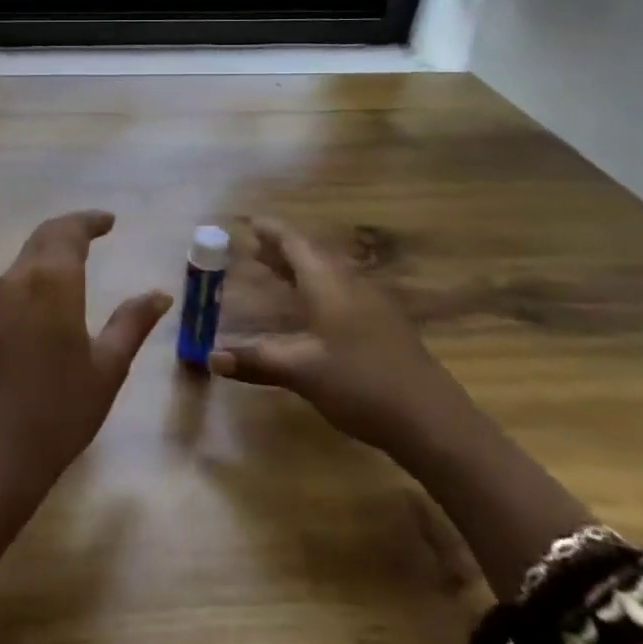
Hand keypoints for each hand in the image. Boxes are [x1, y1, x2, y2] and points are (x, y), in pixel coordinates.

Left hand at [0, 211, 171, 488]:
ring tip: (79, 252)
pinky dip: (38, 265)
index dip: (89, 221)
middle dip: (70, 227)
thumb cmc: (63, 407)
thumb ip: (133, 322)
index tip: (110, 221)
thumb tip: (160, 294)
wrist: (1, 449)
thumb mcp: (109, 365)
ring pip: (27, 254)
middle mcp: (20, 279)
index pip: (69, 233)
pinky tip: (53, 285)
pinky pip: (16, 275)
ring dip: (52, 244)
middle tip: (97, 229)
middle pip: (44, 236)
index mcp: (52, 282)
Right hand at [209, 217, 462, 453]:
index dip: (270, 231)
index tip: (248, 222)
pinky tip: (311, 310)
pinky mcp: (384, 326)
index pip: (294, 243)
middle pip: (312, 255)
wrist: (432, 421)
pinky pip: (341, 291)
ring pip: (329, 274)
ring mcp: (372, 304)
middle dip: (282, 249)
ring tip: (275, 272)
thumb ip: (256, 360)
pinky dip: (316, 289)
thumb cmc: (360, 384)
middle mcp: (350, 284)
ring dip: (300, 269)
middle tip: (253, 247)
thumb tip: (210, 357)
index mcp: (328, 283)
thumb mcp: (301, 372)